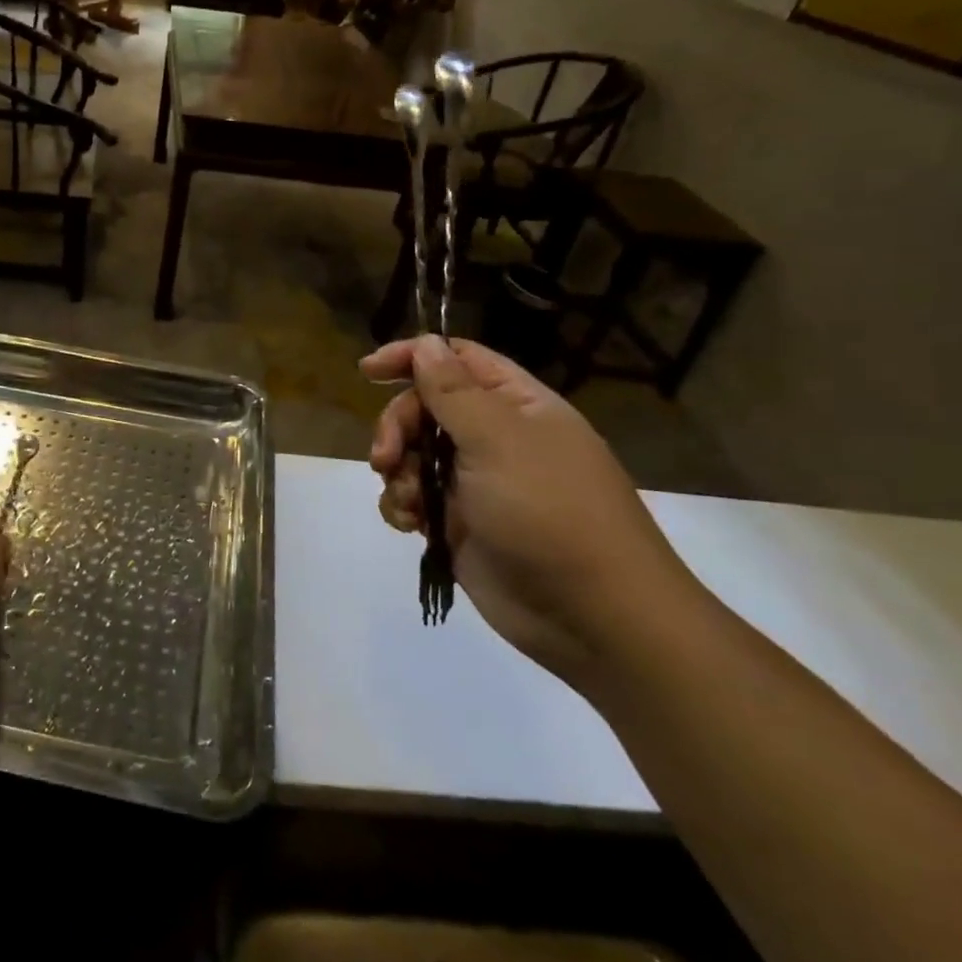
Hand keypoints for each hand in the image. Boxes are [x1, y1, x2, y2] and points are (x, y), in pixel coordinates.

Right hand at [361, 336, 703, 687]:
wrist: (593, 617)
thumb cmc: (549, 512)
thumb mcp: (497, 440)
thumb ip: (452, 390)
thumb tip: (425, 344)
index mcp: (516, 406)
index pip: (457, 359)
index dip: (413, 357)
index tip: (368, 372)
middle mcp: (495, 438)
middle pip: (425, 408)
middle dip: (397, 426)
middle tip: (386, 455)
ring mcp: (475, 483)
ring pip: (413, 454)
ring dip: (396, 470)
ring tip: (407, 500)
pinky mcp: (458, 524)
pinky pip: (413, 498)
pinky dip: (402, 506)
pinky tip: (409, 523)